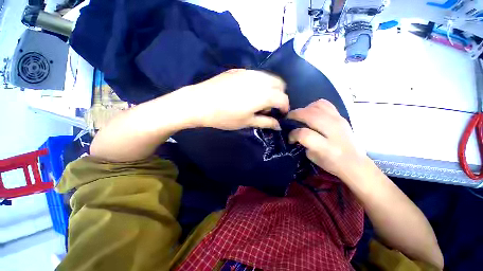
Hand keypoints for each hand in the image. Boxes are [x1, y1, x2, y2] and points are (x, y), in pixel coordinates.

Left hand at [184, 69, 288, 129]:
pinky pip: (256, 75)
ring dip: (270, 88)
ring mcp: (249, 72)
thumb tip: (278, 125)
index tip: (281, 115)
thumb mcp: (247, 122)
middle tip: (270, 107)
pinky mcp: (239, 70)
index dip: (285, 107)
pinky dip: (260, 83)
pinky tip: (249, 92)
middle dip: (279, 96)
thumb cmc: (225, 116)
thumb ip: (265, 122)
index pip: (283, 99)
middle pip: (279, 84)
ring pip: (268, 77)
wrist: (200, 102)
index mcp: (264, 94)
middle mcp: (260, 79)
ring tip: (259, 100)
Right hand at [287, 99, 366, 177]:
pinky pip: (325, 104)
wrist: (355, 162)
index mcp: (327, 147)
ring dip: (304, 109)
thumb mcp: (312, 157)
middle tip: (288, 118)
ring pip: (317, 106)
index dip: (293, 134)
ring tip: (300, 115)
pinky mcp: (341, 116)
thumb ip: (303, 143)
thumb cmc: (332, 163)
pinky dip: (314, 106)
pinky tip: (311, 112)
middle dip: (295, 115)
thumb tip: (295, 133)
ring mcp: (339, 121)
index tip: (290, 138)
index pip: (304, 134)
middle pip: (310, 115)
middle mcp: (333, 131)